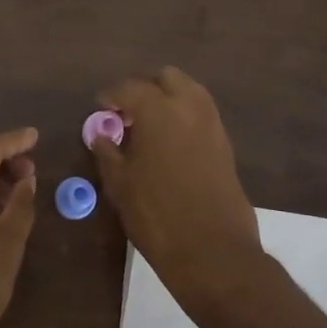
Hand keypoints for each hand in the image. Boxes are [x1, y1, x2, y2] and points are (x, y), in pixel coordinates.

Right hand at [90, 68, 261, 297]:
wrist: (212, 249)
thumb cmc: (156, 215)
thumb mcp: (120, 184)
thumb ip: (107, 152)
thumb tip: (100, 134)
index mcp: (159, 110)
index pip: (130, 88)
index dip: (111, 96)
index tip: (100, 108)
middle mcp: (189, 107)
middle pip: (167, 78)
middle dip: (145, 89)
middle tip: (128, 115)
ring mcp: (213, 124)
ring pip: (190, 92)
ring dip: (168, 100)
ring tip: (149, 129)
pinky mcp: (226, 144)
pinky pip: (202, 115)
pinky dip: (184, 117)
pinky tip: (169, 144)